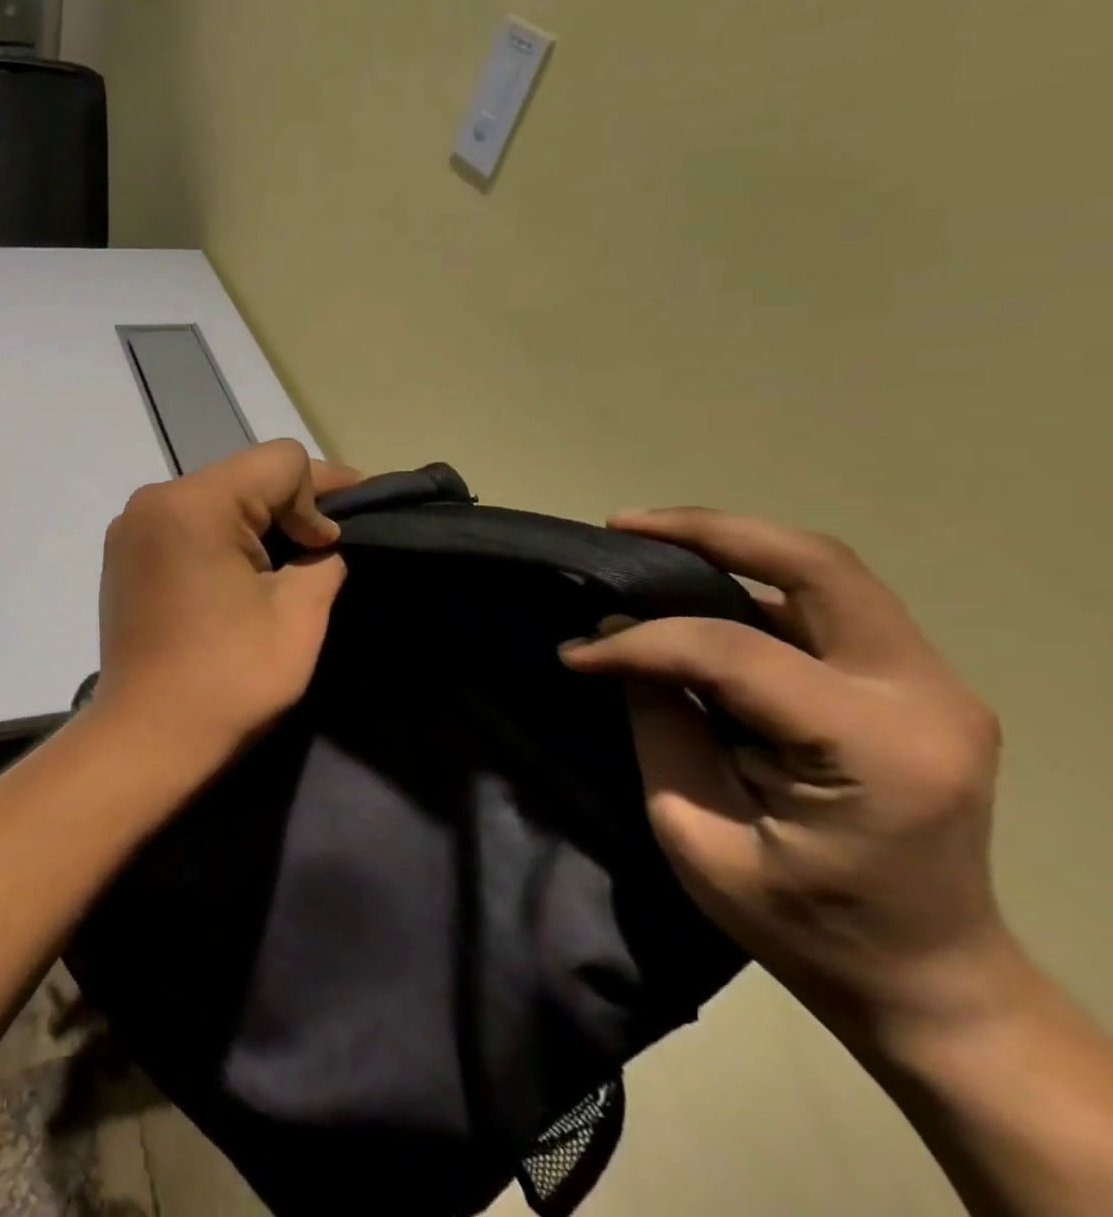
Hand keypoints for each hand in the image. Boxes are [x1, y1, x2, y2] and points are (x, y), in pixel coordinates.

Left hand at [90, 440, 359, 778]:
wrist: (144, 739)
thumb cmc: (226, 681)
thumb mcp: (299, 618)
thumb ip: (324, 562)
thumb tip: (319, 543)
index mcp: (193, 504)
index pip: (280, 462)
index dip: (324, 493)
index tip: (338, 543)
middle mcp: (153, 500)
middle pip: (245, 474)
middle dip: (292, 505)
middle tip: (327, 547)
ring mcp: (131, 526)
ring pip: (216, 496)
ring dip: (257, 521)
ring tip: (289, 563)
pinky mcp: (124, 553)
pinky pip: (187, 522)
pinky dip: (221, 536)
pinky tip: (240, 574)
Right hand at [560, 509, 1009, 1041]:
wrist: (927, 977)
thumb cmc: (805, 926)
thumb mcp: (698, 834)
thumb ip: (658, 724)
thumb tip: (615, 642)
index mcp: (876, 749)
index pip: (733, 652)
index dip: (640, 642)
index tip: (575, 653)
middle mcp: (922, 696)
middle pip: (816, 565)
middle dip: (707, 531)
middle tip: (621, 527)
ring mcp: (929, 682)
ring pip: (826, 570)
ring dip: (729, 544)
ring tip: (646, 540)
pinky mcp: (911, 682)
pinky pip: (826, 602)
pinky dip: (751, 578)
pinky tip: (694, 582)